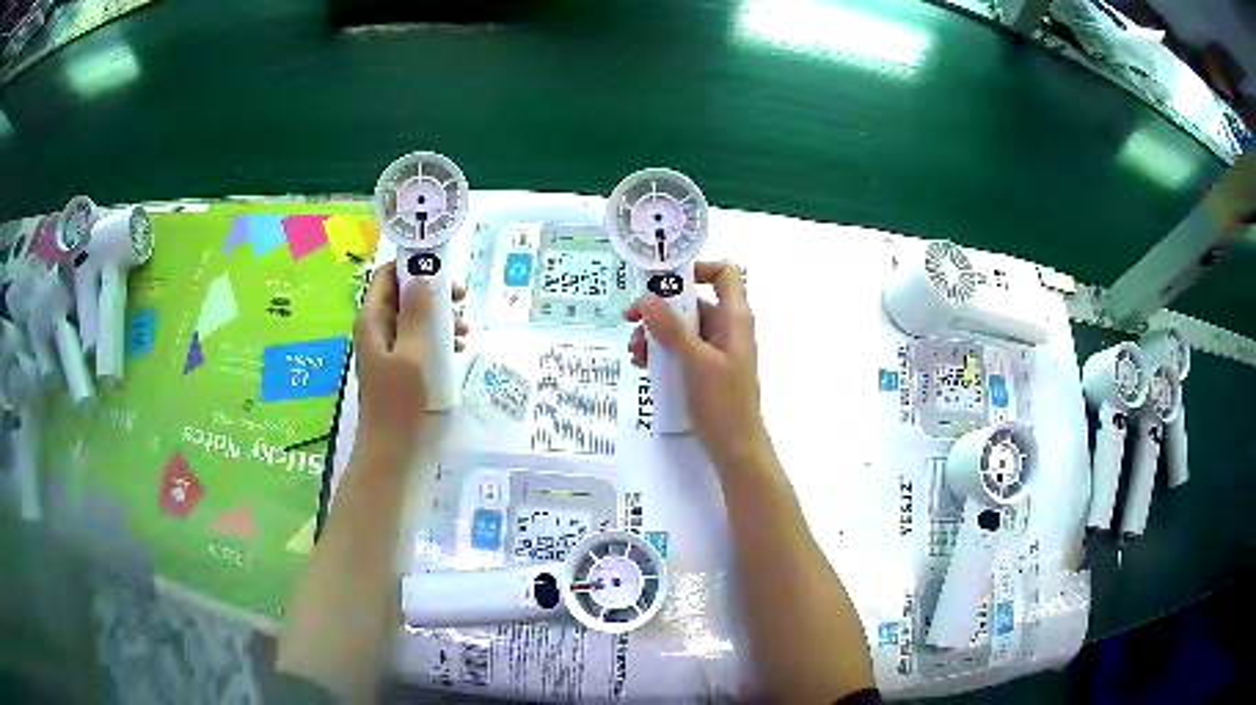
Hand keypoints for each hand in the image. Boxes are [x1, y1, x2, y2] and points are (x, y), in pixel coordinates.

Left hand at [354, 261, 467, 459]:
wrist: (392, 453)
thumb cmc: (399, 403)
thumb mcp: (412, 354)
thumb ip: (418, 313)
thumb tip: (423, 274)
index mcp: (372, 320)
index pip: (387, 276)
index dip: (413, 266)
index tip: (445, 271)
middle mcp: (378, 330)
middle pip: (405, 295)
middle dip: (434, 293)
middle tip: (462, 300)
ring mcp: (390, 350)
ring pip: (416, 318)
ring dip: (441, 318)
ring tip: (465, 332)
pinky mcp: (402, 368)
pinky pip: (420, 341)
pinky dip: (438, 339)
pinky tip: (457, 351)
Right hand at [626, 261, 772, 474]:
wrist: (736, 449)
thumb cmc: (723, 402)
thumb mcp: (694, 362)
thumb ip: (671, 328)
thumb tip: (646, 298)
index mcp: (734, 318)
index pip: (724, 273)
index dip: (697, 269)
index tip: (664, 282)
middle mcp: (727, 328)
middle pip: (692, 301)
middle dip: (660, 309)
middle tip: (630, 321)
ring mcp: (716, 350)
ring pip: (682, 327)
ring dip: (655, 333)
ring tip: (635, 353)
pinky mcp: (705, 369)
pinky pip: (681, 349)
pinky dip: (662, 352)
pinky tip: (644, 366)